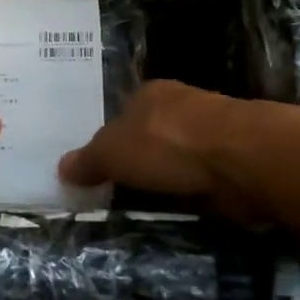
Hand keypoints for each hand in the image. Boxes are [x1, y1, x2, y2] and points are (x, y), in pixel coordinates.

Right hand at [59, 80, 231, 199]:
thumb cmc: (166, 144)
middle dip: (139, 158)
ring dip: (168, 177)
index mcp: (149, 93)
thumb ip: (88, 160)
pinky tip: (181, 206)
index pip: (123, 113)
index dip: (110, 139)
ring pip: (177, 156)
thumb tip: (61, 168)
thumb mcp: (112, 152)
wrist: (238, 159)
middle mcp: (180, 106)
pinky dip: (191, 191)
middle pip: (151, 134)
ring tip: (148, 204)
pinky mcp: (231, 161)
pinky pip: (199, 178)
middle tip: (118, 190)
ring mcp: (209, 133)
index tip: (100, 167)